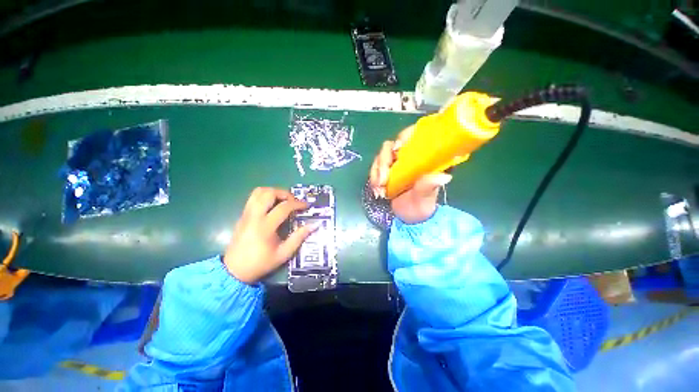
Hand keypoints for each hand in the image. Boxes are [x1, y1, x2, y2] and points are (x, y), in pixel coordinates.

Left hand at [223, 187, 315, 283]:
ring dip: (274, 192)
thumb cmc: (260, 263)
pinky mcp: (242, 215)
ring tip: (283, 201)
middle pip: (268, 193)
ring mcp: (246, 214)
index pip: (283, 207)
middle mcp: (254, 216)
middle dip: (284, 193)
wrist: (234, 271)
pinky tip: (272, 206)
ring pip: (258, 192)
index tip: (306, 206)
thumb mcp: (283, 254)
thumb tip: (314, 225)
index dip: (297, 204)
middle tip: (293, 201)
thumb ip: (299, 237)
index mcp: (265, 227)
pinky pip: (253, 198)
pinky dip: (265, 196)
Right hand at [369, 126, 452, 223]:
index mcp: (422, 159)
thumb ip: (428, 186)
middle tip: (382, 180)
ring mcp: (395, 165)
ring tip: (379, 190)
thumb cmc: (421, 207)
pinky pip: (375, 169)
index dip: (404, 137)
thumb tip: (444, 176)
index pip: (413, 136)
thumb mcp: (425, 198)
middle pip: (391, 147)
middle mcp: (407, 158)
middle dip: (383, 161)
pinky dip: (373, 178)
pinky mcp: (385, 172)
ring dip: (376, 172)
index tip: (397, 149)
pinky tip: (377, 190)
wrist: (409, 218)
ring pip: (380, 158)